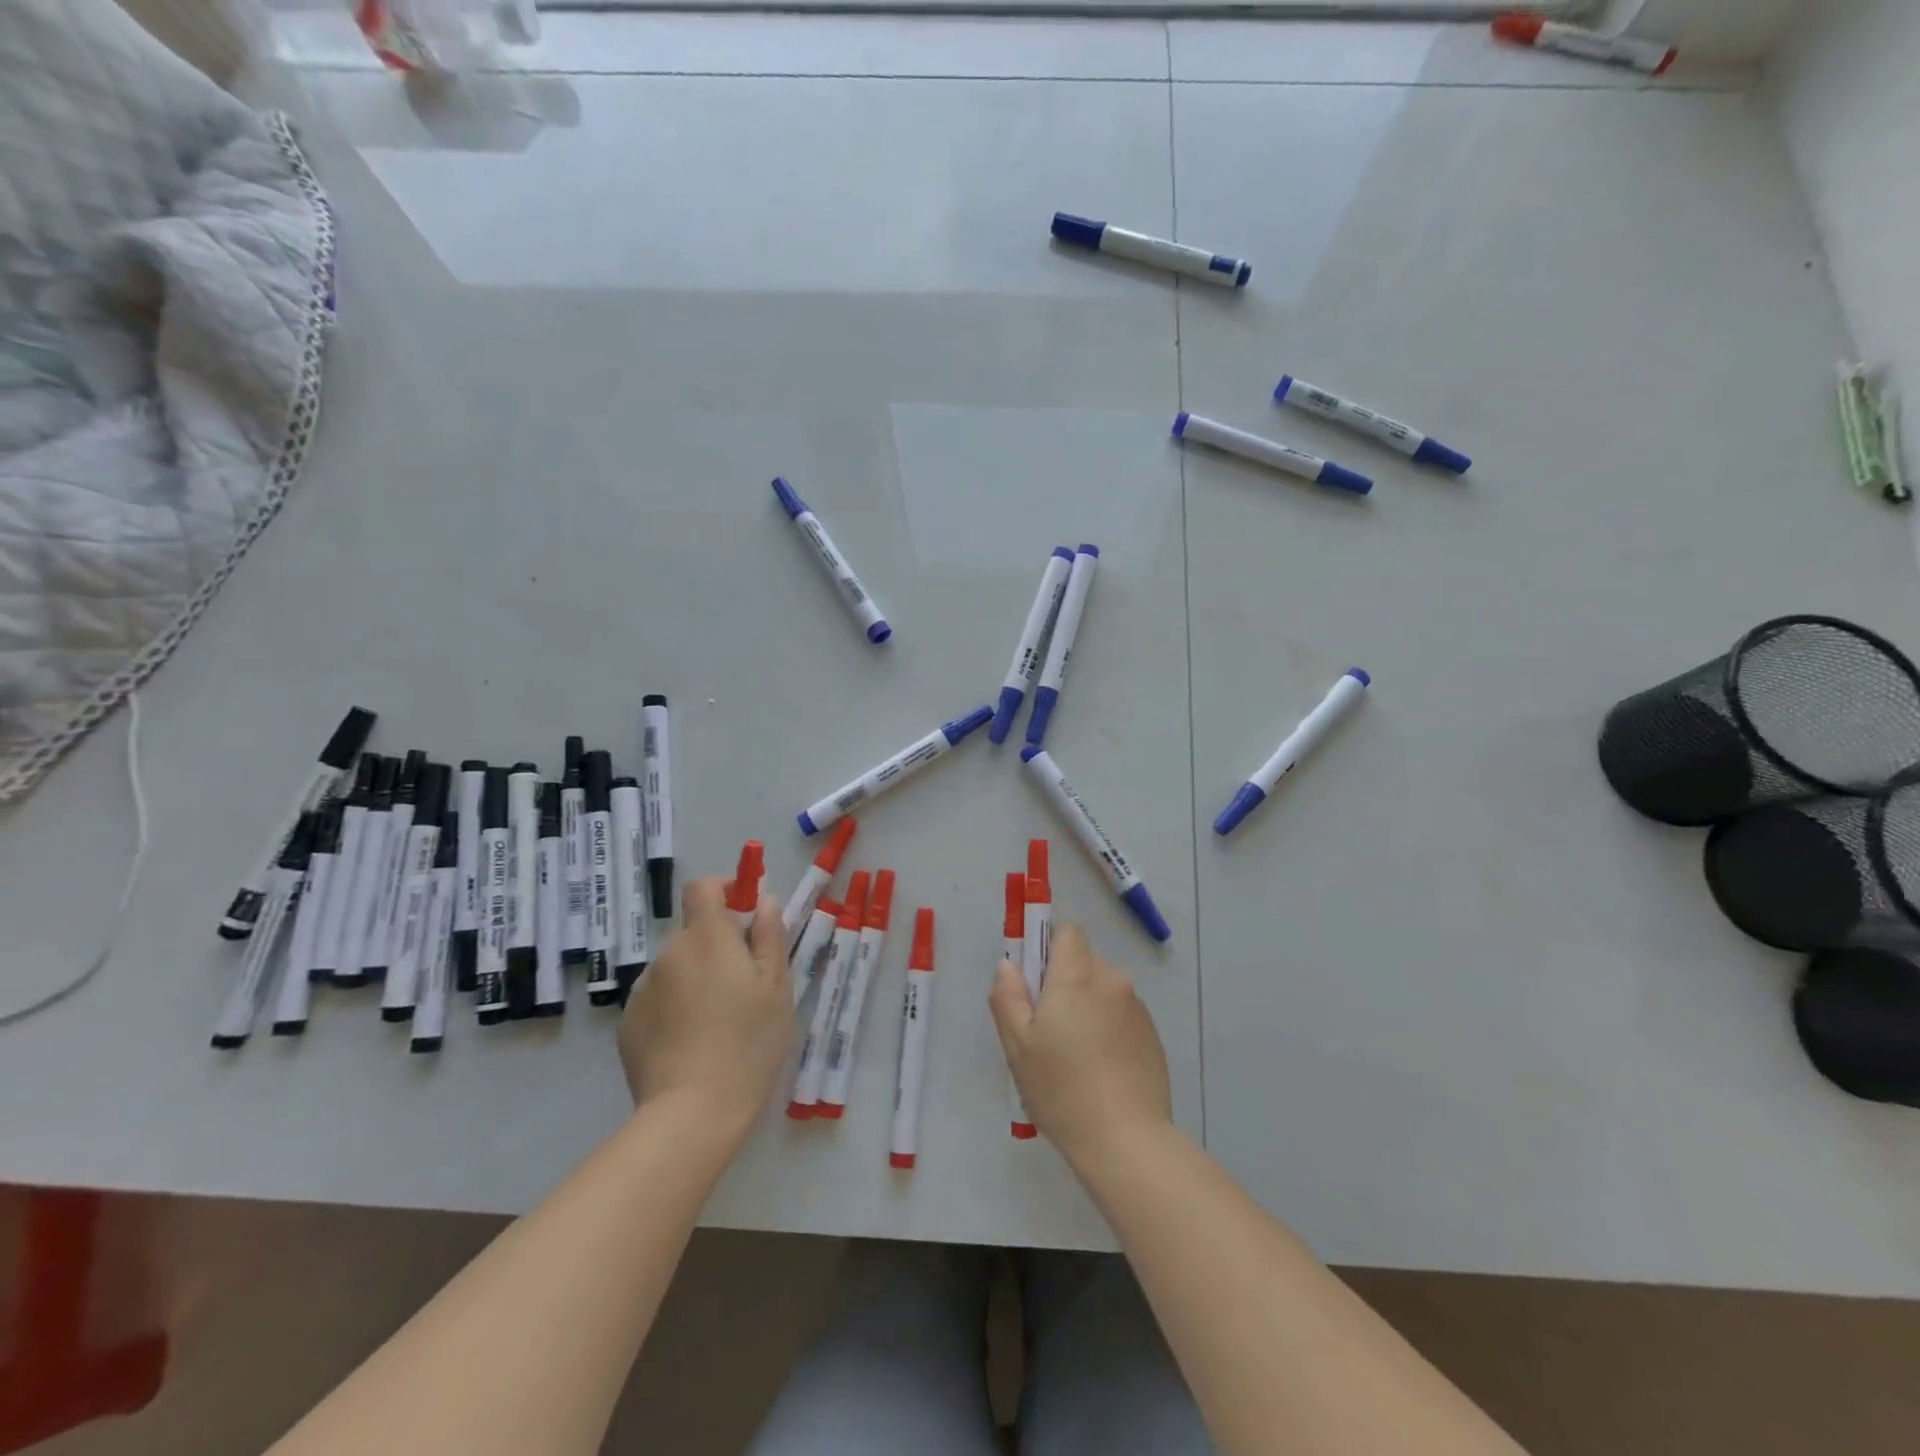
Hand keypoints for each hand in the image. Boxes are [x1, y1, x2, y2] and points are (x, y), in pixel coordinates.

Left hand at [619, 877, 791, 1137]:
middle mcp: (669, 953)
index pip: (703, 887)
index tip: (745, 910)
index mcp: (707, 937)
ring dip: (696, 977)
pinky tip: (693, 1042)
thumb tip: (764, 901)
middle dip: (717, 944)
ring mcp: (644, 990)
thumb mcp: (777, 986)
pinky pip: (659, 999)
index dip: (724, 889)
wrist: (693, 1112)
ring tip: (718, 1020)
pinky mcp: (629, 1024)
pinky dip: (676, 1007)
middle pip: (693, 931)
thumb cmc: (749, 1042)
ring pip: (677, 967)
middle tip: (744, 982)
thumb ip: (770, 935)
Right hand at [989, 922, 1171, 1165]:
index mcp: (1077, 975)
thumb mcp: (1018, 1046)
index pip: (1067, 932)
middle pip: (1084, 962)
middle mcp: (1112, 980)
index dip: (1049, 949)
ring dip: (1088, 1007)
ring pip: (1103, 990)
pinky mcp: (1152, 1035)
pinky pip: (1121, 1015)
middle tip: (1048, 1030)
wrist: (1126, 1140)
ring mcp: (1137, 1008)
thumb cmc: (1062, 1089)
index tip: (1036, 984)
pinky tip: (1101, 1070)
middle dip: (1065, 984)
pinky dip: (1109, 1029)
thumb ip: (1009, 997)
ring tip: (1076, 1056)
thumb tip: (1008, 965)